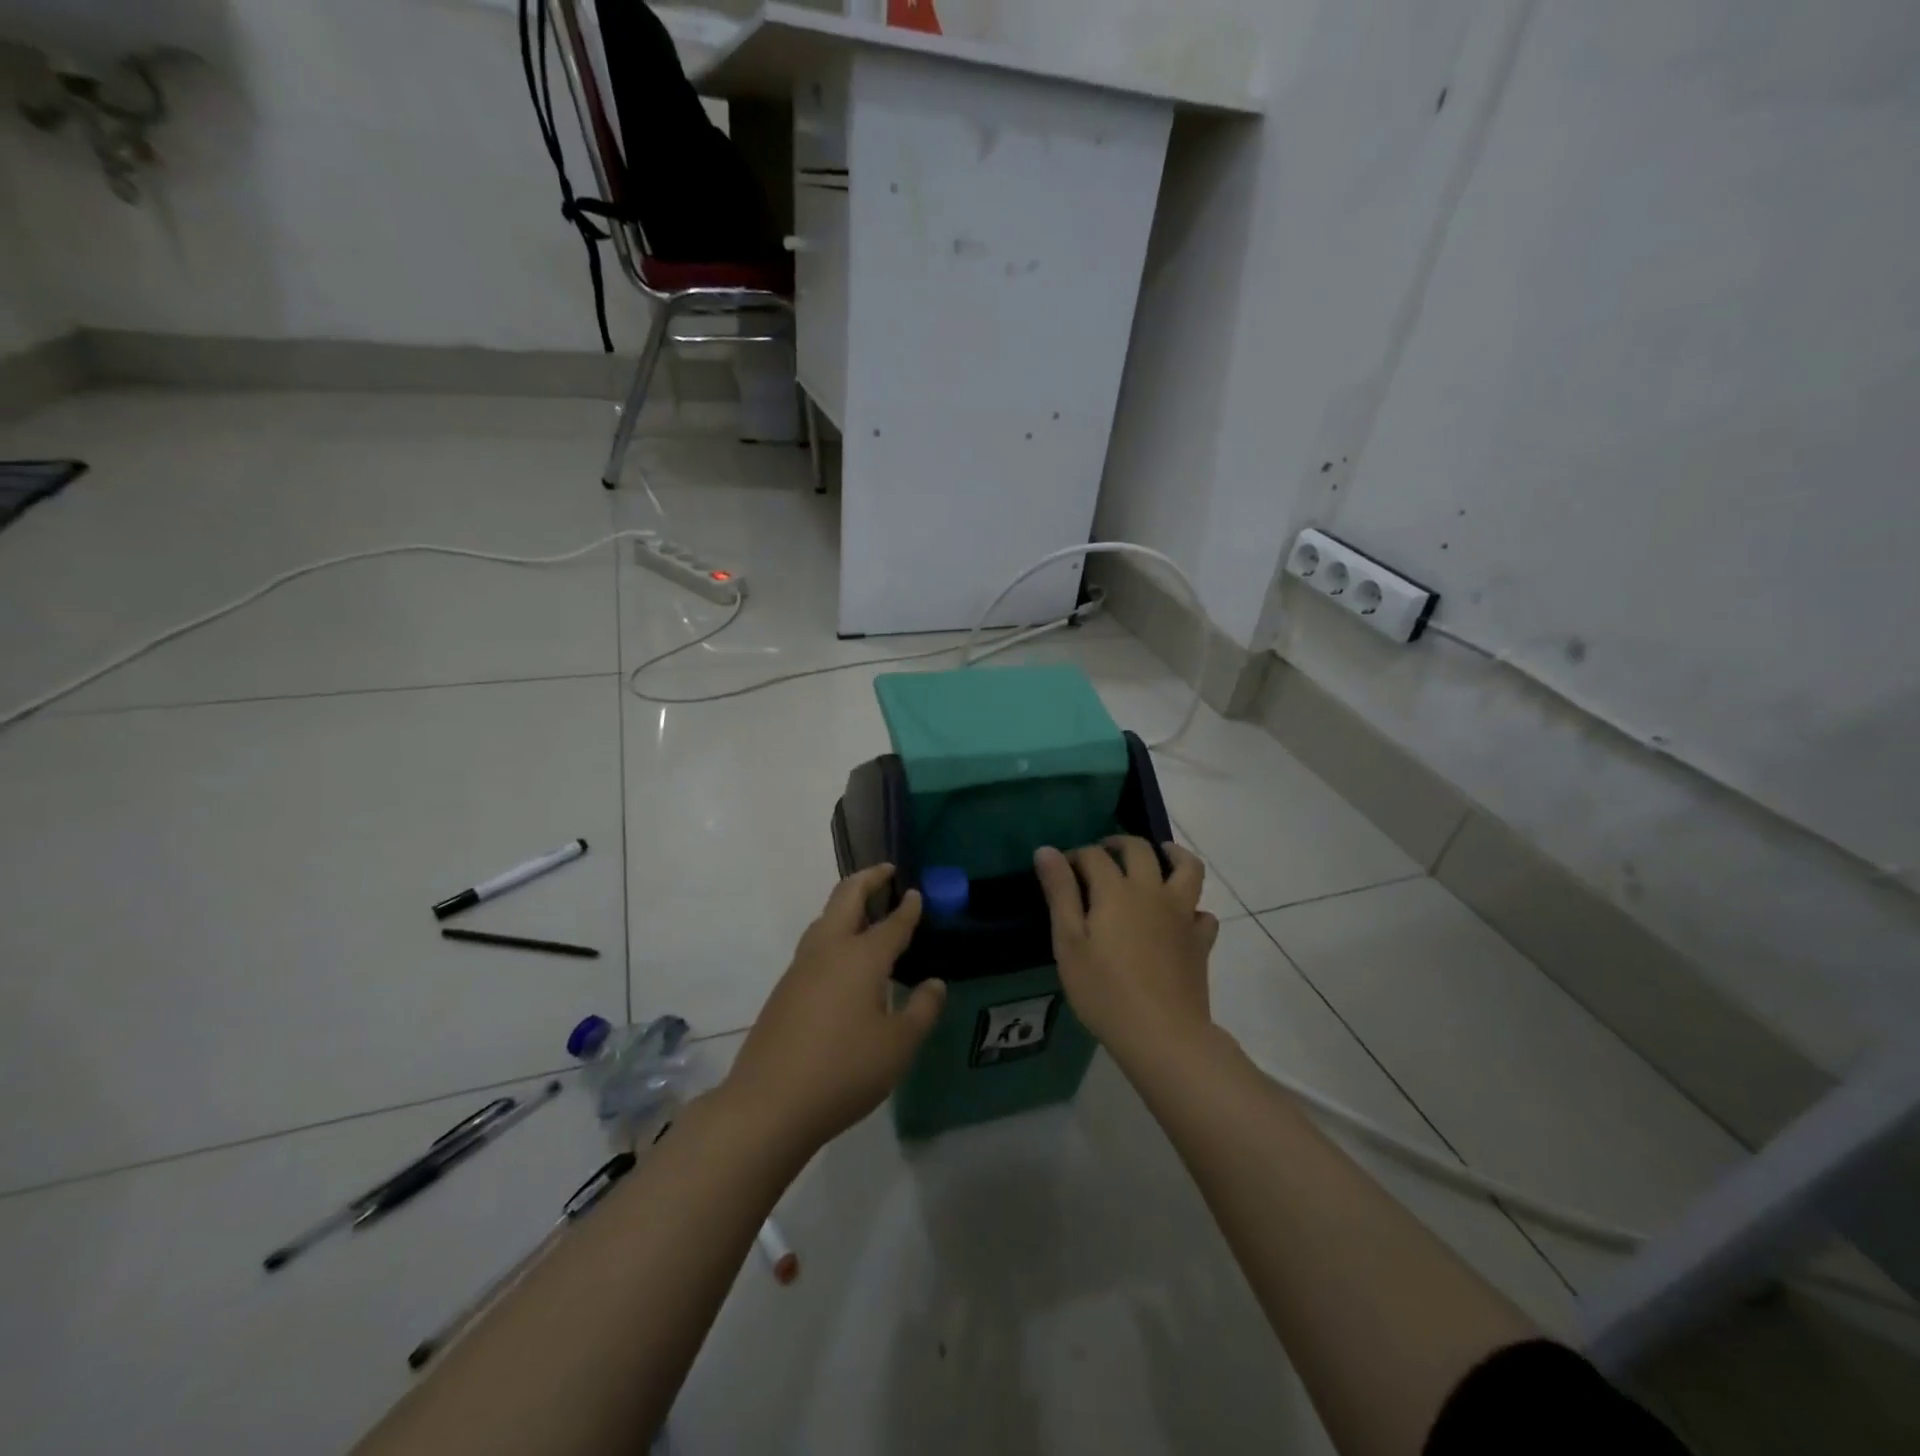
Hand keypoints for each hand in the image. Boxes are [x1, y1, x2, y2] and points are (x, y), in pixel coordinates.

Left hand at [720, 865, 945, 1152]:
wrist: (768, 1104)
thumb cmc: (844, 1071)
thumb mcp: (898, 1046)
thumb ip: (922, 1010)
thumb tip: (934, 984)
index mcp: (861, 957)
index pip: (892, 923)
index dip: (908, 907)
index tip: (917, 892)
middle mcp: (829, 951)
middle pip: (846, 897)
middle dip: (867, 879)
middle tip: (886, 871)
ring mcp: (800, 968)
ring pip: (824, 919)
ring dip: (846, 904)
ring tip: (866, 910)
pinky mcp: (784, 989)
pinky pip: (814, 945)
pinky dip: (833, 932)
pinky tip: (842, 960)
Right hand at [1033, 838, 1219, 1070]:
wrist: (1163, 1034)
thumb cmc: (1104, 991)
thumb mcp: (1069, 942)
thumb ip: (1059, 893)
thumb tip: (1046, 850)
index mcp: (1116, 890)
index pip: (1094, 856)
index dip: (1075, 856)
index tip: (1061, 869)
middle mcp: (1152, 891)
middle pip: (1140, 850)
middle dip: (1118, 844)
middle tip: (1103, 853)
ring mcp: (1182, 915)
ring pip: (1187, 868)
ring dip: (1172, 854)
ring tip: (1159, 856)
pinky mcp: (1201, 940)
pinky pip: (1202, 912)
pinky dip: (1192, 907)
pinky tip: (1180, 917)